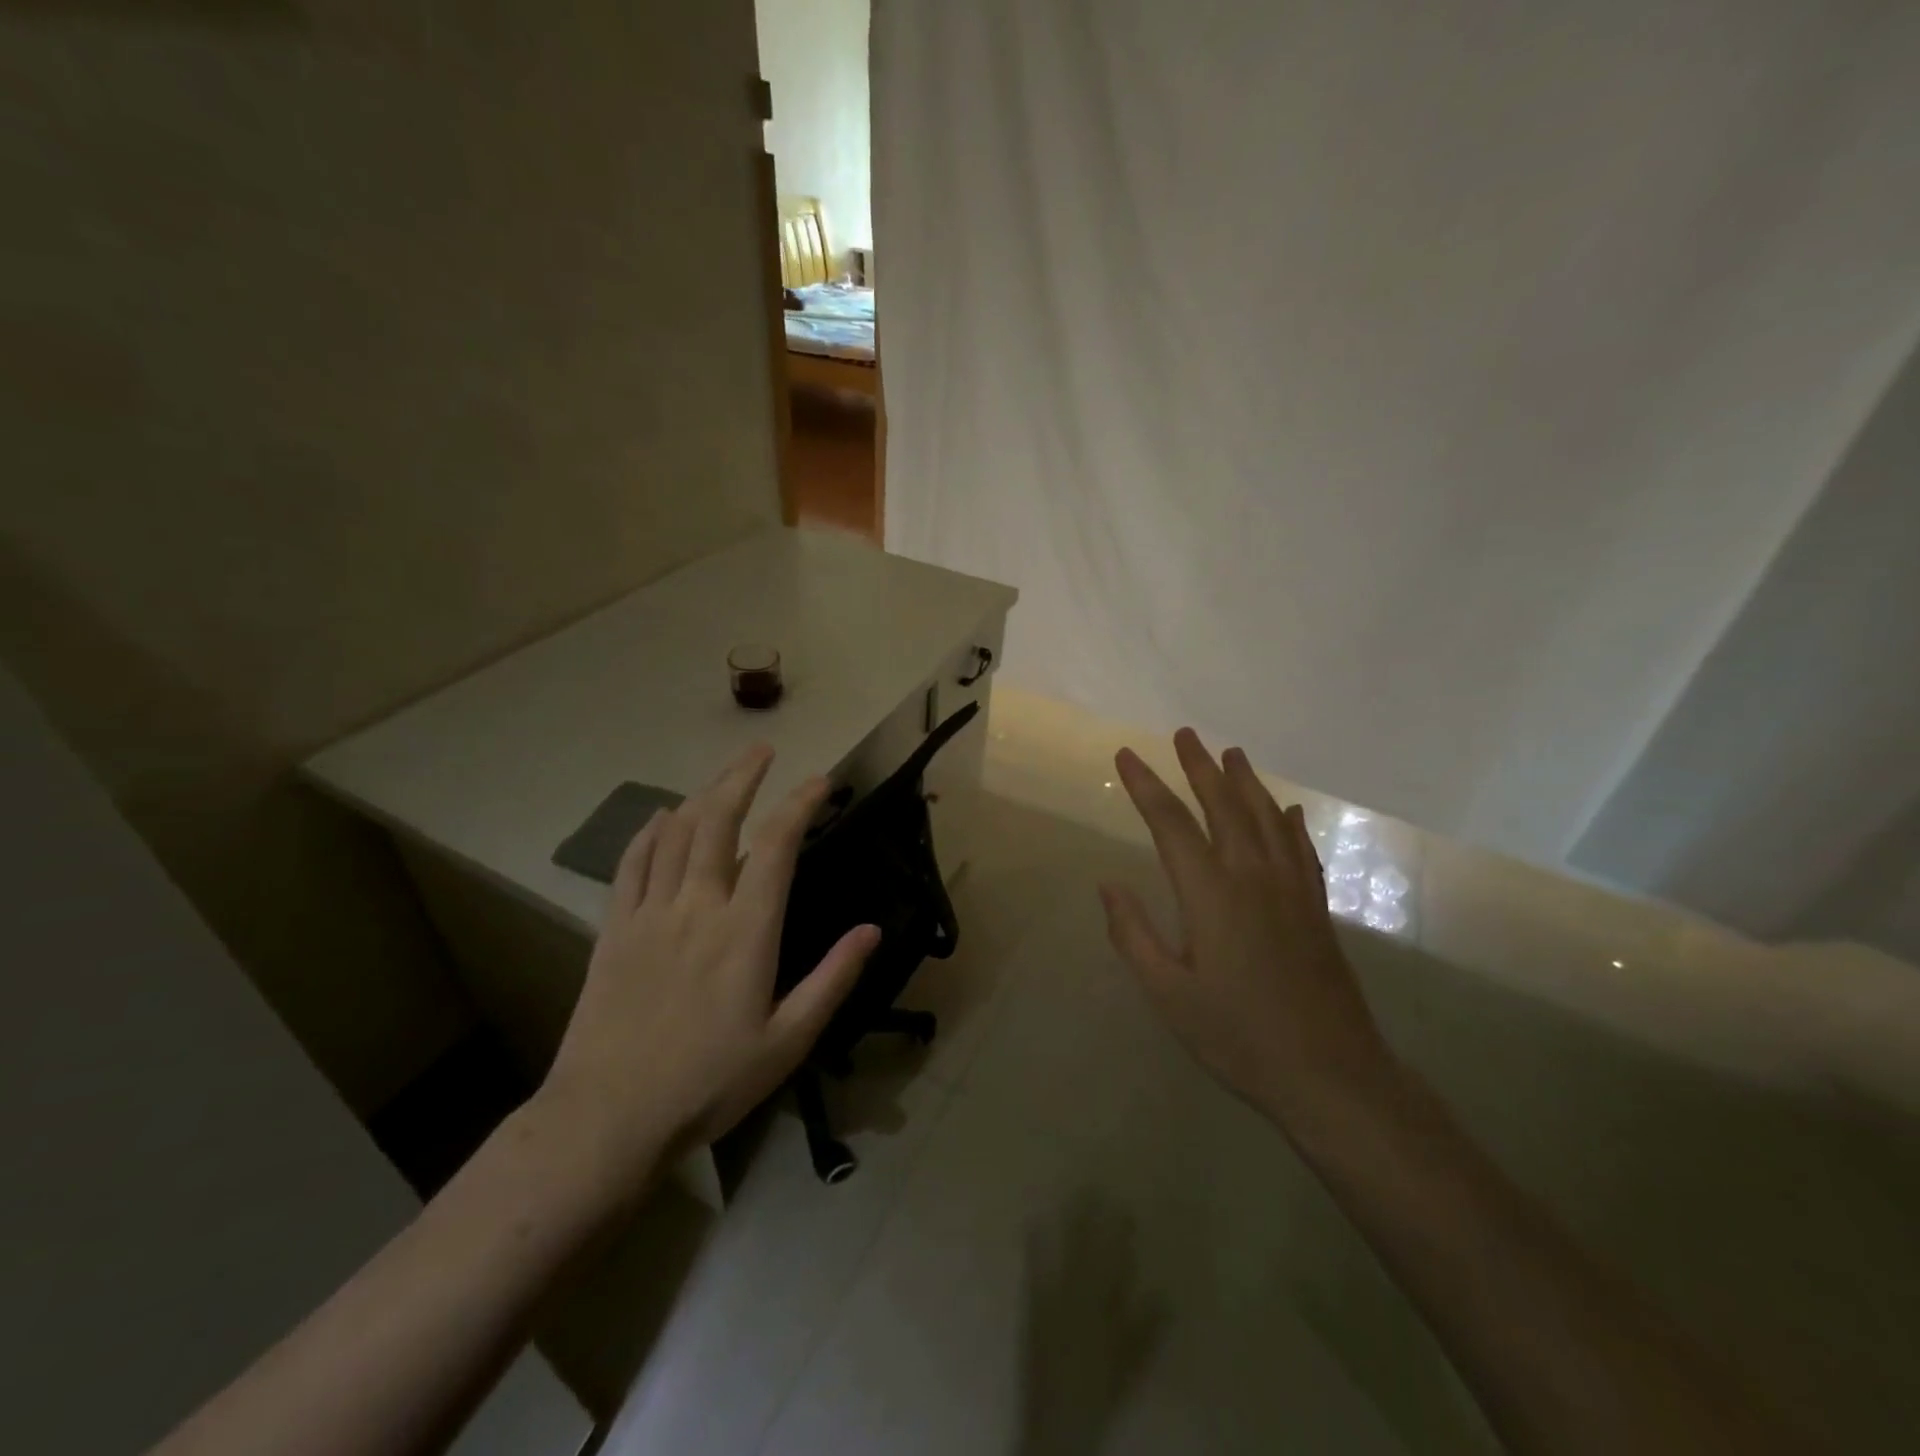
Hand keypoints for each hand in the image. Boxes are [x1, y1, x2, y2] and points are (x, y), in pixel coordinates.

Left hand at [540, 744, 878, 1183]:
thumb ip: (832, 980)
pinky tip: (661, 817)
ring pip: (676, 832)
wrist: (608, 1117)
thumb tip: (871, 930)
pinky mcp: (613, 929)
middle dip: (743, 776)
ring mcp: (650, 913)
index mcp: (746, 930)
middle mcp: (699, 905)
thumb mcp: (788, 1041)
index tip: (821, 781)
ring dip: (702, 794)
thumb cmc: (709, 1082)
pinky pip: (631, 864)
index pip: (778, 844)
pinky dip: (649, 832)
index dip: (801, 803)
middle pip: (719, 819)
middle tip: (763, 750)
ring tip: (723, 777)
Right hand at [1098, 729, 1397, 1131]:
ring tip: (1230, 753)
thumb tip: (1108, 885)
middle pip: (1224, 806)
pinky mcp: (1315, 908)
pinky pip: (1301, 850)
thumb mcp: (1168, 994)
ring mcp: (1291, 890)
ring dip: (1245, 782)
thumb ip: (1134, 935)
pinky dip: (1289, 823)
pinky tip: (1287, 810)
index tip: (1125, 755)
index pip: (1171, 824)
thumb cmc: (1238, 1036)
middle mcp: (1253, 877)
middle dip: (1199, 768)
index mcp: (1211, 894)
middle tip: (1184, 734)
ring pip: (1266, 819)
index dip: (1146, 786)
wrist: (1331, 1075)